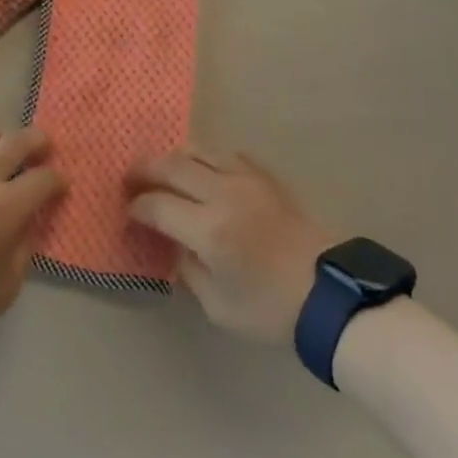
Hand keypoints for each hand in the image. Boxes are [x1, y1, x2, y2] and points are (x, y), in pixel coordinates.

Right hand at [128, 146, 336, 341]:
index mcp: (208, 229)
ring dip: (173, 158)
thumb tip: (172, 243)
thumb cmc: (270, 308)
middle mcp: (223, 193)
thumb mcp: (217, 305)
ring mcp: (246, 178)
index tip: (129, 213)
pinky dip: (207, 159)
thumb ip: (187, 268)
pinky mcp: (266, 175)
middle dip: (144, 170)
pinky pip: (227, 154)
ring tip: (162, 171)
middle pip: (171, 165)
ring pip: (198, 150)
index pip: (156, 205)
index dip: (136, 207)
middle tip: (130, 179)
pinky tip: (204, 172)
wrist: (329, 292)